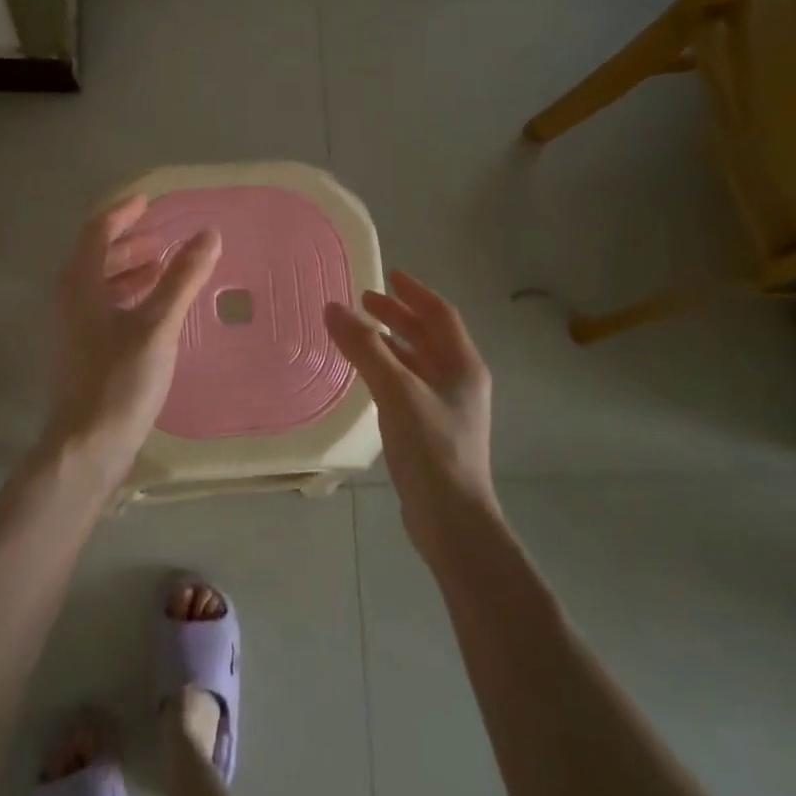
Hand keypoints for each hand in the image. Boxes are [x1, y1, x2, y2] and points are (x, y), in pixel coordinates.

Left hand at [45, 194, 221, 478]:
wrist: (88, 444)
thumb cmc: (120, 379)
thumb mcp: (157, 324)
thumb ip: (182, 278)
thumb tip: (208, 234)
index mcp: (80, 284)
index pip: (96, 232)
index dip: (122, 213)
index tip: (149, 202)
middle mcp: (71, 300)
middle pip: (97, 257)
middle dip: (130, 242)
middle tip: (164, 239)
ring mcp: (75, 328)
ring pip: (101, 284)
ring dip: (131, 270)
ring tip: (164, 268)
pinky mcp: (85, 352)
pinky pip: (106, 307)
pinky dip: (130, 296)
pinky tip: (155, 310)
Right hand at [324, 272, 497, 552]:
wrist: (452, 521)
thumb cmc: (431, 449)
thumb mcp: (397, 392)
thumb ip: (365, 349)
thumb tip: (333, 308)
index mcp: (463, 365)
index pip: (440, 314)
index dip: (414, 292)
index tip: (388, 275)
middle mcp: (460, 381)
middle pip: (429, 336)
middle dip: (398, 316)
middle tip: (364, 302)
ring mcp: (448, 408)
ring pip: (419, 362)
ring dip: (392, 343)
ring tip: (359, 334)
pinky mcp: (433, 431)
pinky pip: (409, 385)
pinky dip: (389, 370)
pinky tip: (368, 378)